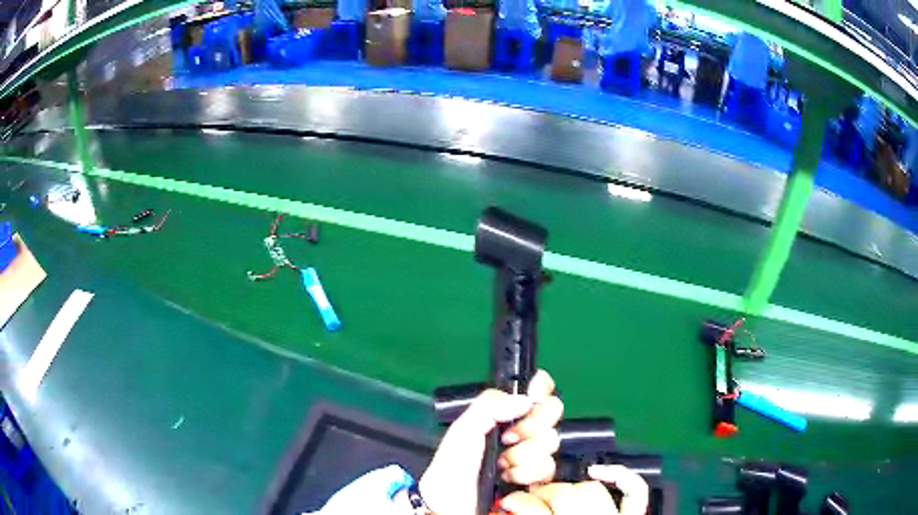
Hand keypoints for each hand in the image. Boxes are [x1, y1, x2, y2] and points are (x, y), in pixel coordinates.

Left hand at [419, 370, 563, 514]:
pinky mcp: (536, 477)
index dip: (540, 391)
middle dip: (530, 427)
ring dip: (523, 454)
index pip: (537, 391)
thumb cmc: (452, 467)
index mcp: (505, 415)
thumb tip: (526, 398)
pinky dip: (527, 472)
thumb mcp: (464, 428)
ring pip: (550, 441)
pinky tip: (509, 476)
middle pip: (551, 413)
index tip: (533, 397)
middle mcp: (522, 432)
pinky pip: (548, 467)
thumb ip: (491, 404)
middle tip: (507, 438)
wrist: (451, 503)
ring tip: (502, 463)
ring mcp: (531, 455)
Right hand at [498, 465, 649, 514]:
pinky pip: (634, 491)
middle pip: (562, 495)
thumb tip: (501, 514)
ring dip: (569, 487)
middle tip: (527, 498)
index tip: (506, 502)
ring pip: (592, 489)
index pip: (533, 510)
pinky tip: (598, 471)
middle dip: (540, 493)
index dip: (515, 501)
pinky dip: (620, 476)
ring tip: (555, 492)